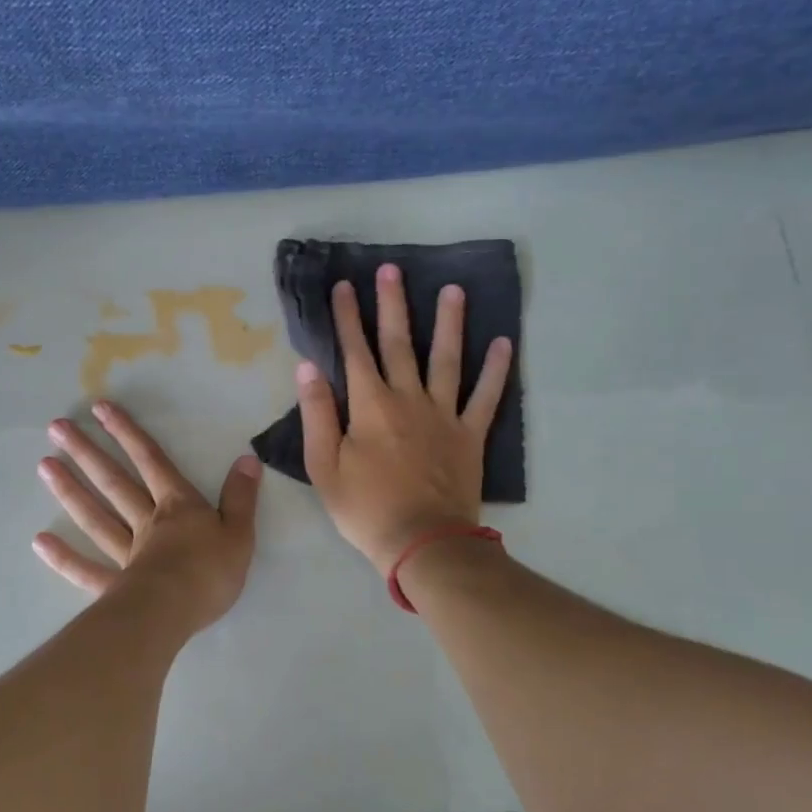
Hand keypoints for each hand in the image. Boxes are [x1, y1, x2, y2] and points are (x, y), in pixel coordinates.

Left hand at [32, 400, 261, 631]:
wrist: (176, 613)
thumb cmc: (210, 573)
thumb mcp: (240, 532)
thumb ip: (241, 496)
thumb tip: (247, 459)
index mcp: (177, 507)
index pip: (152, 461)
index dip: (128, 433)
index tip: (100, 408)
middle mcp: (146, 522)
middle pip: (114, 482)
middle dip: (88, 452)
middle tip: (56, 428)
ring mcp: (126, 554)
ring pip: (95, 516)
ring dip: (70, 490)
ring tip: (44, 466)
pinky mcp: (114, 587)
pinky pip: (85, 570)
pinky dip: (63, 558)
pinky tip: (39, 542)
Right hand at [298, 265, 512, 573]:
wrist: (423, 543)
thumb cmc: (365, 508)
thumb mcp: (324, 466)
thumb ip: (317, 413)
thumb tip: (307, 368)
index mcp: (369, 406)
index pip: (354, 351)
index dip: (347, 317)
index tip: (343, 286)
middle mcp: (408, 399)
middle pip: (399, 343)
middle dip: (392, 304)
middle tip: (392, 269)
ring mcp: (444, 414)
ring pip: (446, 359)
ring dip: (449, 323)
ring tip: (453, 290)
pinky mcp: (470, 435)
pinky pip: (486, 396)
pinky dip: (496, 370)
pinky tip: (503, 343)